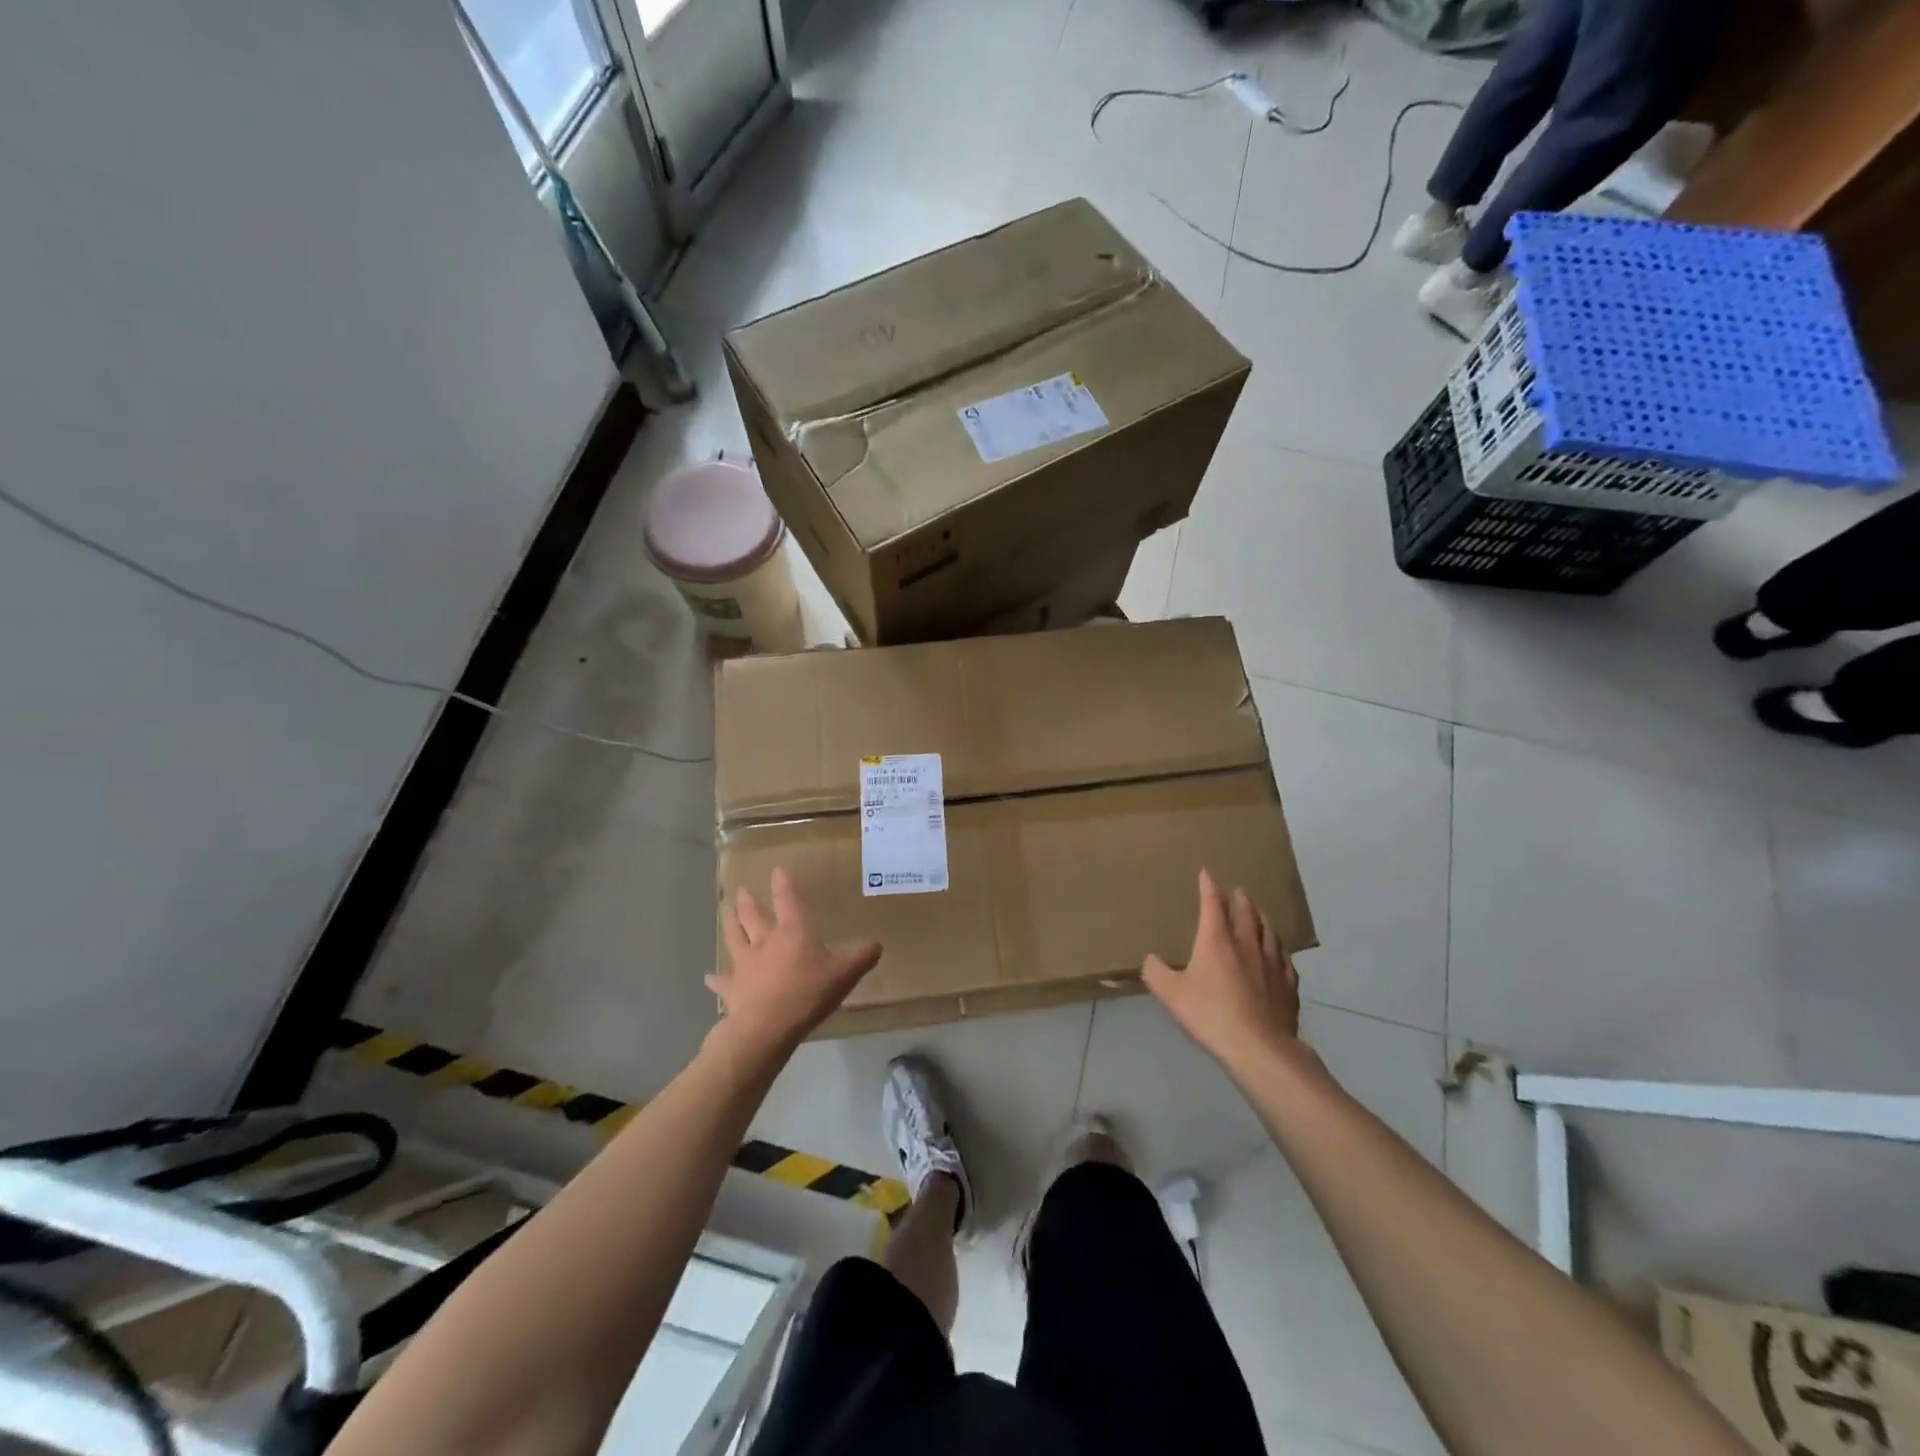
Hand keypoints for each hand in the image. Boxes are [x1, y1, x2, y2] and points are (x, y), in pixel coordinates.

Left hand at [710, 869, 881, 1054]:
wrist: (768, 1026)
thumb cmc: (809, 992)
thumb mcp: (845, 974)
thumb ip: (862, 957)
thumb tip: (877, 944)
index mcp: (793, 931)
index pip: (787, 899)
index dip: (783, 884)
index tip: (777, 871)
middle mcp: (766, 940)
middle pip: (753, 915)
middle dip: (748, 901)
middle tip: (742, 891)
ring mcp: (746, 964)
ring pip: (735, 937)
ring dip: (730, 923)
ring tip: (726, 911)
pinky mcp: (734, 988)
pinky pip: (723, 981)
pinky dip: (716, 979)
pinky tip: (709, 977)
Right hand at [1143, 869, 1303, 1076]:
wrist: (1259, 1047)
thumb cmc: (1210, 1014)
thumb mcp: (1171, 994)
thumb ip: (1156, 973)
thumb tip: (1151, 959)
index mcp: (1217, 940)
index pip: (1212, 904)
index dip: (1208, 887)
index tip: (1207, 873)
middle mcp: (1247, 944)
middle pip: (1246, 913)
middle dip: (1240, 900)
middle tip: (1238, 892)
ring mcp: (1273, 964)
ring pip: (1269, 933)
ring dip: (1262, 920)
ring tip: (1259, 916)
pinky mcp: (1288, 986)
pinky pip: (1285, 960)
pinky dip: (1279, 951)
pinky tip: (1280, 955)